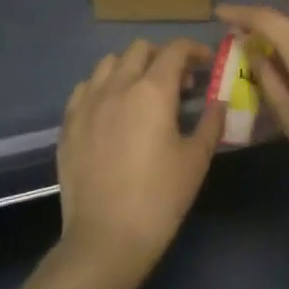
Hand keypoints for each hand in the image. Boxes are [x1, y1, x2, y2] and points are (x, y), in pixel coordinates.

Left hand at [55, 38, 218, 288]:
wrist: (105, 240)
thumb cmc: (160, 198)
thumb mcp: (196, 159)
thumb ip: (211, 121)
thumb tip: (219, 99)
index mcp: (153, 90)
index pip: (175, 49)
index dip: (194, 50)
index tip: (206, 64)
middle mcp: (118, 86)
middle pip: (140, 49)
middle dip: (163, 57)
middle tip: (178, 83)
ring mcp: (88, 103)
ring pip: (109, 63)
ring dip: (131, 67)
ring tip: (142, 92)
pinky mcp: (69, 123)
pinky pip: (86, 88)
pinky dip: (103, 87)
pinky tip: (112, 109)